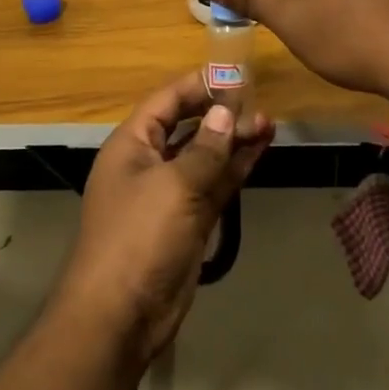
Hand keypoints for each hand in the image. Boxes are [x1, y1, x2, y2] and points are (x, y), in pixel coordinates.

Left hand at [54, 74, 272, 364]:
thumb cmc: (139, 237)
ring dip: (233, 140)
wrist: (120, 315)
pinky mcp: (188, 220)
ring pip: (205, 156)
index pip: (166, 101)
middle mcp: (149, 163)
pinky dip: (235, 168)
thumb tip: (225, 113)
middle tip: (258, 103)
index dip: (198, 85)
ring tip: (268, 123)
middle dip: (220, 114)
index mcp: (132, 145)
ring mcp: (170, 193)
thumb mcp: (174, 186)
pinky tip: (259, 150)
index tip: (234, 74)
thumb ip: (205, 148)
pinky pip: (214, 184)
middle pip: (187, 126)